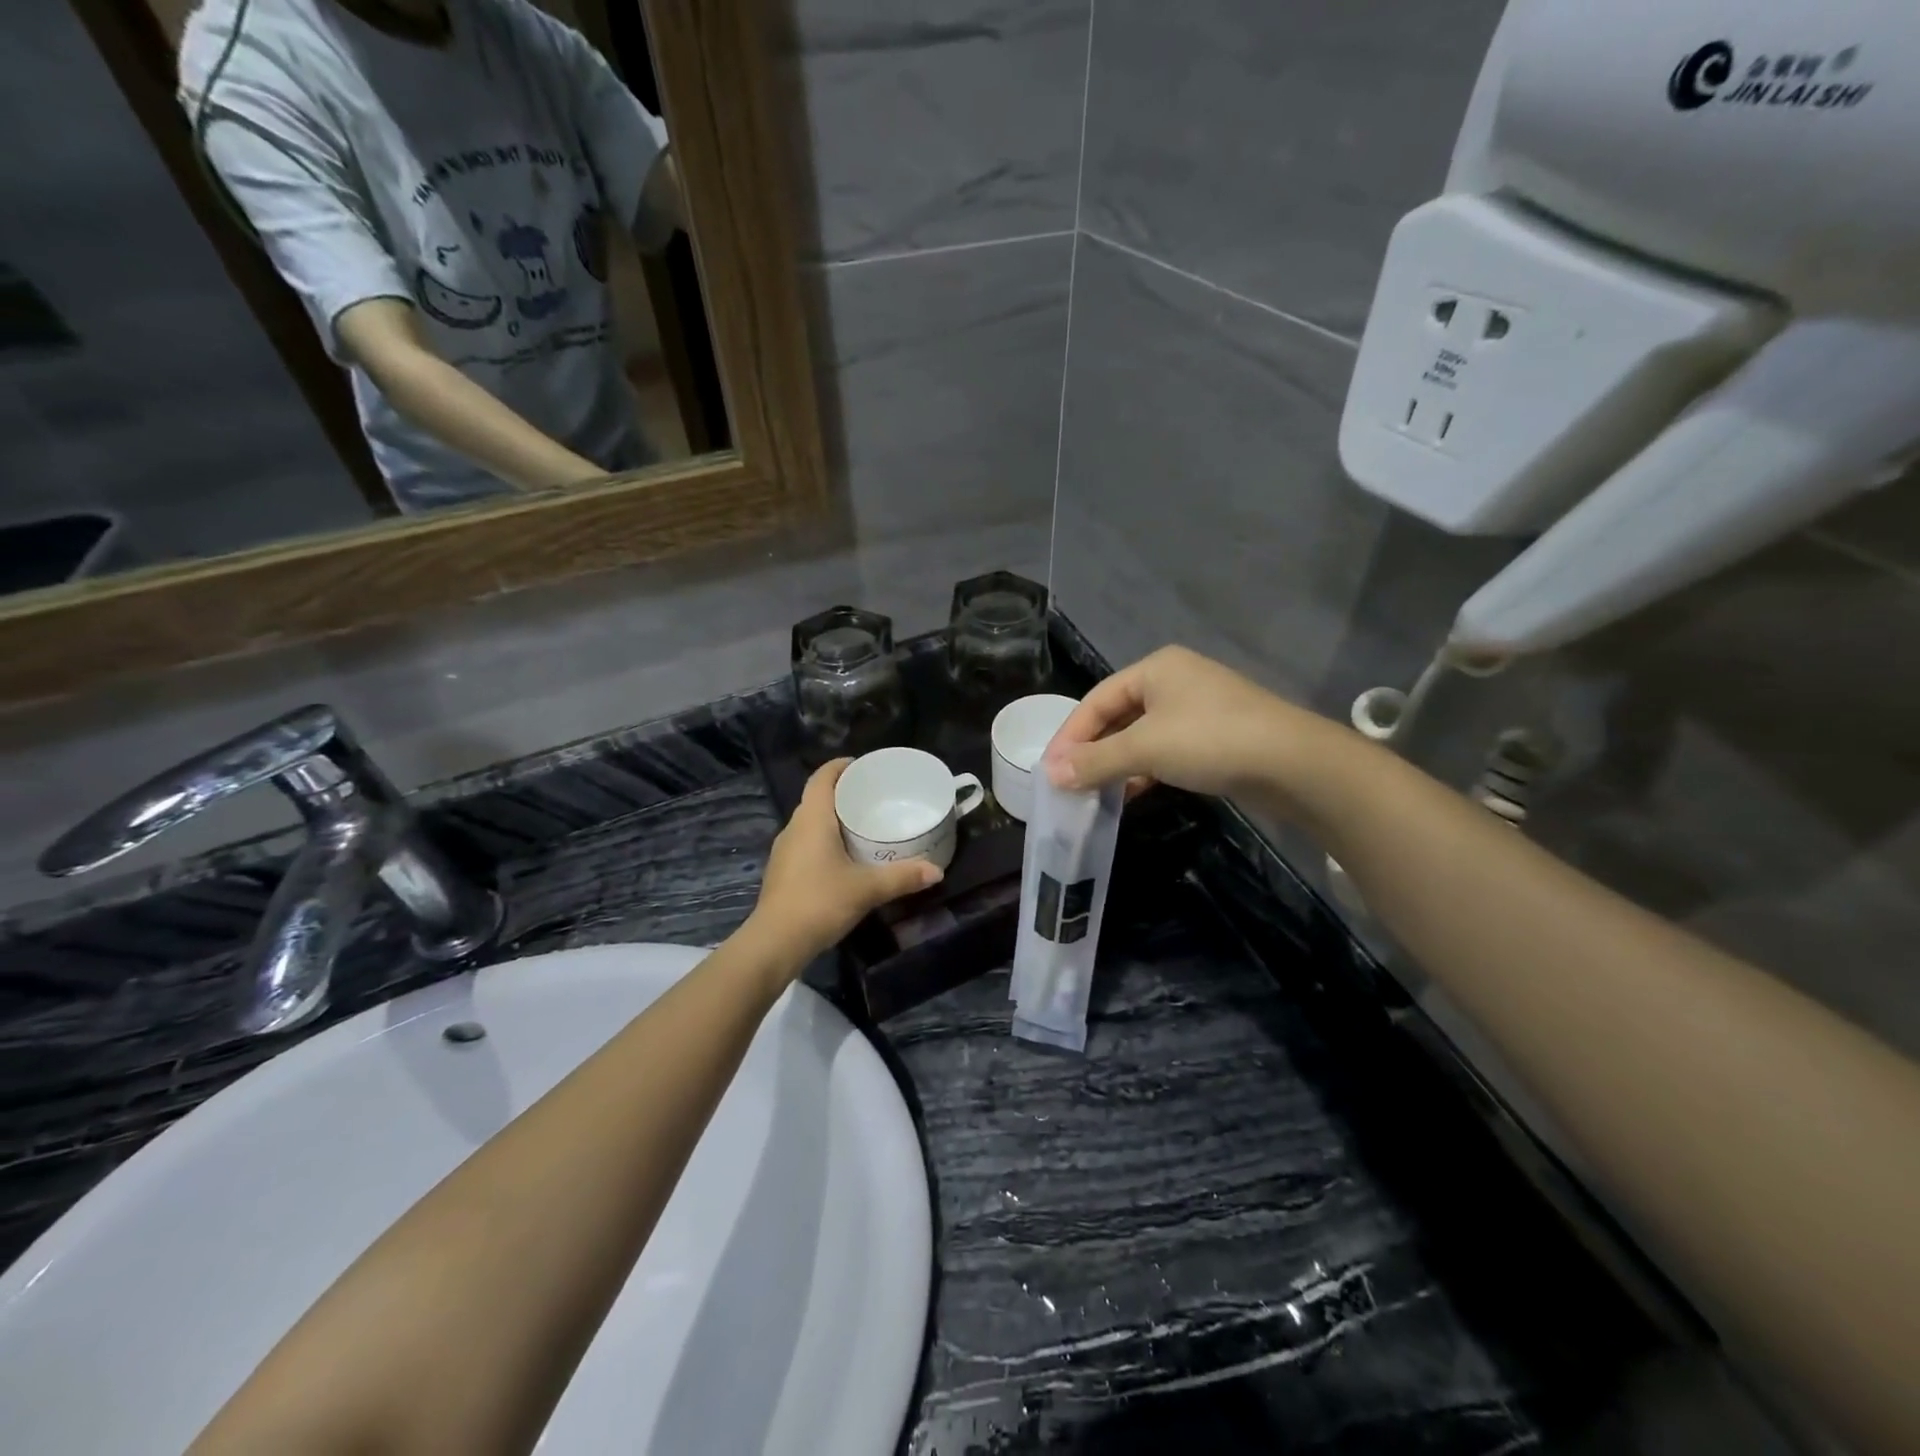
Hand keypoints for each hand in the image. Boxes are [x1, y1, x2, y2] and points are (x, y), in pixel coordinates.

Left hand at [748, 759, 942, 961]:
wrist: (775, 942)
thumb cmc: (820, 902)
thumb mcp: (867, 889)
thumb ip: (902, 877)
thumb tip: (936, 871)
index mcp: (812, 819)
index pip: (822, 778)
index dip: (839, 766)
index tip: (862, 766)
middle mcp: (794, 828)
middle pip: (817, 799)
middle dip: (842, 794)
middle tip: (873, 798)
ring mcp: (784, 851)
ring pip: (810, 824)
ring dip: (832, 820)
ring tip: (862, 827)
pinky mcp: (782, 872)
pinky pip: (805, 844)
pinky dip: (824, 842)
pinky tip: (844, 859)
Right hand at [1043, 646, 1337, 810]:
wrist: (1294, 764)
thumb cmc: (1210, 740)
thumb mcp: (1145, 748)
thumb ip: (1095, 761)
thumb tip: (1051, 775)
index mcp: (1155, 668)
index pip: (1096, 700)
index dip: (1070, 735)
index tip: (1050, 770)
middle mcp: (1175, 681)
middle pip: (1118, 716)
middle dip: (1092, 750)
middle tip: (1068, 783)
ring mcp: (1198, 709)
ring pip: (1142, 735)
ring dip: (1116, 763)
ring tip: (1093, 792)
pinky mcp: (1215, 737)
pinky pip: (1165, 750)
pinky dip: (1144, 769)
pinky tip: (1131, 792)